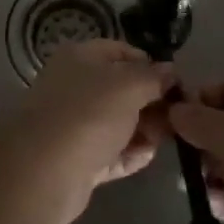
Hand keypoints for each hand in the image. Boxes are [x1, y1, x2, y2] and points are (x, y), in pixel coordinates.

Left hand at [0, 39, 173, 223]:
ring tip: (169, 138)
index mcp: (80, 58)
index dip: (150, 63)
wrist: (44, 172)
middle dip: (151, 101)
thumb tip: (171, 71)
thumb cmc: (89, 114)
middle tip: (178, 115)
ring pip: (118, 122)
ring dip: (144, 129)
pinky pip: (110, 152)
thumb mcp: (129, 86)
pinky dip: (129, 154)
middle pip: (121, 89)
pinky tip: (149, 156)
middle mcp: (74, 87)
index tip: (176, 82)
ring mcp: (74, 125)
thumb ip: (154, 77)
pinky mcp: (77, 160)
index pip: (121, 51)